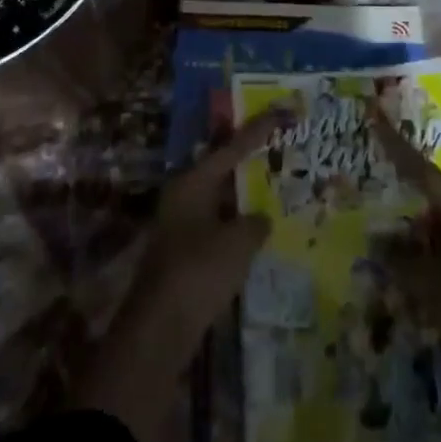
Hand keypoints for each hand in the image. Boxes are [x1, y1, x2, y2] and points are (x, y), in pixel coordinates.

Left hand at [72, 106, 288, 441]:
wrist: (158, 330)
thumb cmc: (198, 272)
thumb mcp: (238, 243)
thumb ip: (255, 223)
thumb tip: (259, 219)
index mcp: (192, 183)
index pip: (231, 147)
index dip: (258, 130)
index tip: (281, 111)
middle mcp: (183, 197)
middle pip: (221, 170)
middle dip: (250, 162)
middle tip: (280, 149)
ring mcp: (180, 225)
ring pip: (220, 200)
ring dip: (245, 196)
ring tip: (277, 189)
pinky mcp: (184, 253)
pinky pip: (217, 226)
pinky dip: (238, 225)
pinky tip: (259, 233)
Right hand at [368, 109, 440, 417]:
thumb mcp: (435, 295)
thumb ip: (404, 264)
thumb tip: (378, 240)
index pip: (429, 176)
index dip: (400, 150)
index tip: (378, 122)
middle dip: (414, 203)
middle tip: (386, 208)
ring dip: (431, 231)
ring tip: (405, 249)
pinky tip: (431, 270)